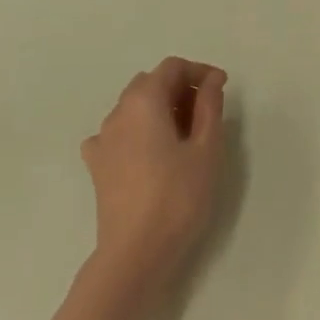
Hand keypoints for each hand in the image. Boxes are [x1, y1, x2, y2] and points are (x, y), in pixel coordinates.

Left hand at [81, 57, 227, 306]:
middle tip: (206, 110)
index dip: (199, 71)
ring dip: (159, 108)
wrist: (135, 252)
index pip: (172, 67)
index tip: (222, 88)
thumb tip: (211, 81)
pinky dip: (138, 131)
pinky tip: (151, 151)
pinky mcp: (97, 165)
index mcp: (144, 101)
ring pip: (133, 106)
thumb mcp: (206, 149)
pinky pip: (118, 132)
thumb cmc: (178, 197)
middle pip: (150, 83)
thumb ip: (209, 107)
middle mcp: (118, 112)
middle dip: (179, 87)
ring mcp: (102, 139)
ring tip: (185, 133)